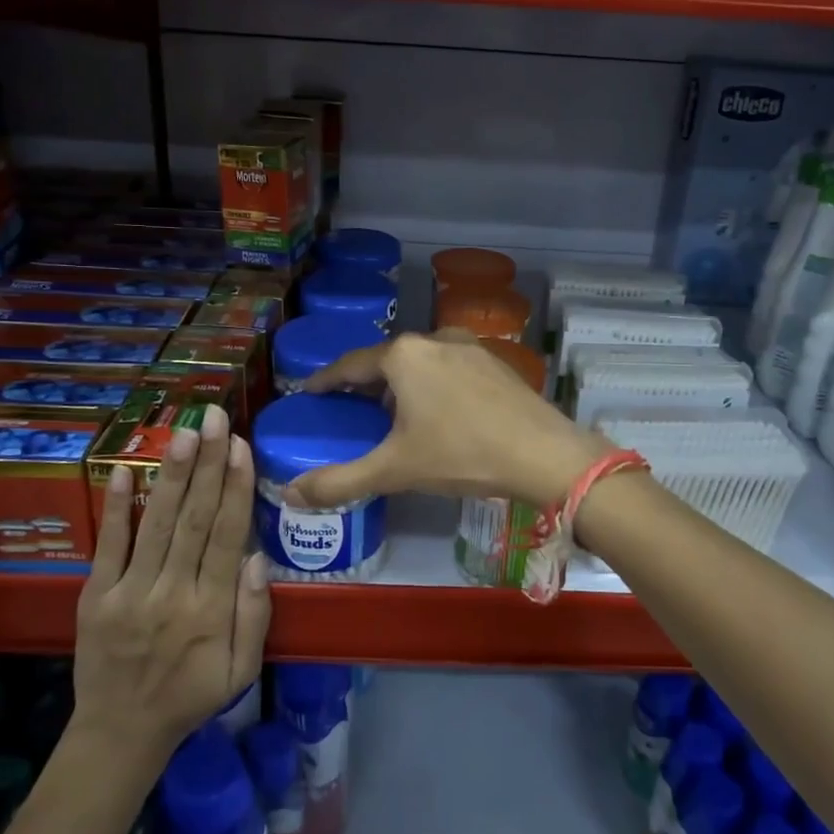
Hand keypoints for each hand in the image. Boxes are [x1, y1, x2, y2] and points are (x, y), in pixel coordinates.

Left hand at [70, 406, 269, 766]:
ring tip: (184, 432)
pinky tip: (122, 470)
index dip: (235, 488)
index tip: (240, 446)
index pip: (227, 536)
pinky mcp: (95, 596)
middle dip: (207, 464)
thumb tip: (257, 557)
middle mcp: (172, 593)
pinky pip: (108, 546)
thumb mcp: (241, 670)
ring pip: (156, 524)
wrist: (120, 733)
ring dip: (171, 474)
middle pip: (194, 519)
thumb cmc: (190, 696)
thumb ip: (254, 615)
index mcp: (211, 610)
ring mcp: (129, 592)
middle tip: (214, 418)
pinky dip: (116, 508)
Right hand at [288, 331, 605, 508]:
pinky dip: (432, 384)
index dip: (326, 381)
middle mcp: (434, 339)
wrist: (544, 454)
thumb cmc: (462, 455)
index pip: (350, 364)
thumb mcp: (395, 470)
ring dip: (401, 384)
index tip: (310, 392)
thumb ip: (340, 481)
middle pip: (386, 360)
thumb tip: (289, 494)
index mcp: (403, 356)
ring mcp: (469, 347)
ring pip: (420, 362)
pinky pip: (449, 367)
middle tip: (351, 410)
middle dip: (366, 384)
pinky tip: (438, 413)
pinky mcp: (495, 361)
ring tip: (393, 416)